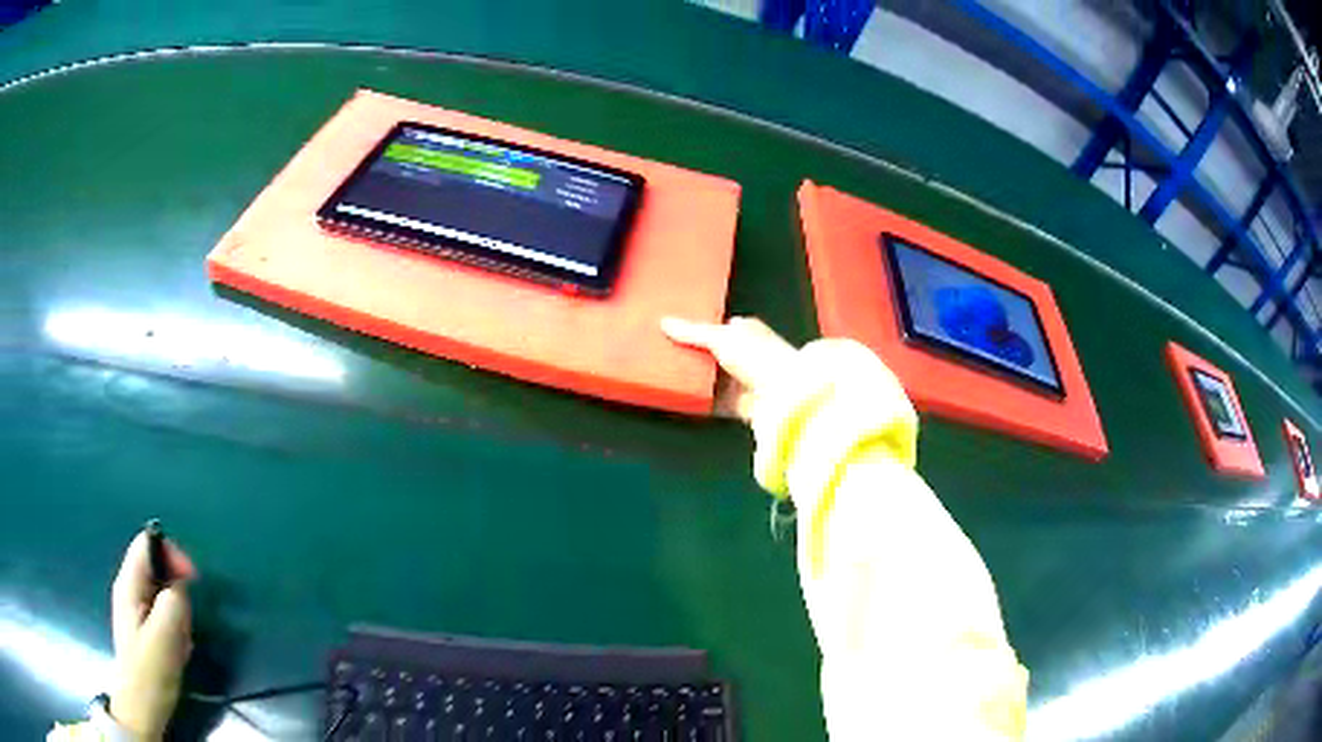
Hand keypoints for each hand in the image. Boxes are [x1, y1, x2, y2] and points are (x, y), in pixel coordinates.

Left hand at [109, 530, 196, 738]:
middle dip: (177, 590)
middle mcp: (129, 589)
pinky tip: (179, 649)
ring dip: (178, 612)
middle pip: (156, 567)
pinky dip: (176, 626)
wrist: (141, 708)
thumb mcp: (165, 637)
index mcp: (129, 584)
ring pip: (162, 592)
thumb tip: (181, 583)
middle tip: (186, 622)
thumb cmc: (150, 671)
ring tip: (182, 641)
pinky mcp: (144, 628)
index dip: (172, 553)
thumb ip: (173, 602)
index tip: (194, 580)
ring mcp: (135, 609)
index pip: (147, 543)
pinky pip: (163, 613)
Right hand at [661, 316, 796, 420]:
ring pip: (713, 380)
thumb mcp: (720, 337)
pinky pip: (714, 403)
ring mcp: (743, 381)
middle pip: (713, 355)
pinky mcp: (740, 404)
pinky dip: (701, 402)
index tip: (675, 335)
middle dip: (694, 358)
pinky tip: (684, 399)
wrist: (783, 394)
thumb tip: (665, 322)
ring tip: (669, 378)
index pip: (720, 328)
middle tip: (667, 358)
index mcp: (747, 331)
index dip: (698, 331)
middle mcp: (747, 354)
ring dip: (696, 381)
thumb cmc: (759, 356)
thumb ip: (692, 332)